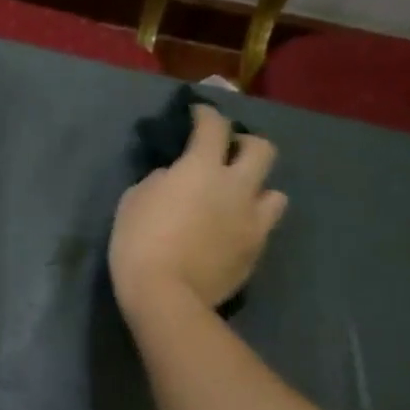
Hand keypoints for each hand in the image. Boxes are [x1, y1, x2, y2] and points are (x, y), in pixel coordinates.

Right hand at [109, 104, 287, 320]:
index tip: (198, 114)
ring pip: (275, 192)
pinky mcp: (256, 250)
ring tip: (237, 200)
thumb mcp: (133, 201)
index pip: (213, 127)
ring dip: (257, 190)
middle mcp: (236, 186)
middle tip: (228, 154)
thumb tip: (173, 177)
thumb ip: (159, 181)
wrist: (166, 295)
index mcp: (201, 168)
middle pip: (262, 149)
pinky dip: (249, 224)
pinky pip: (262, 227)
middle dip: (245, 145)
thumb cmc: (138, 243)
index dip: (206, 114)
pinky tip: (231, 233)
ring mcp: (252, 220)